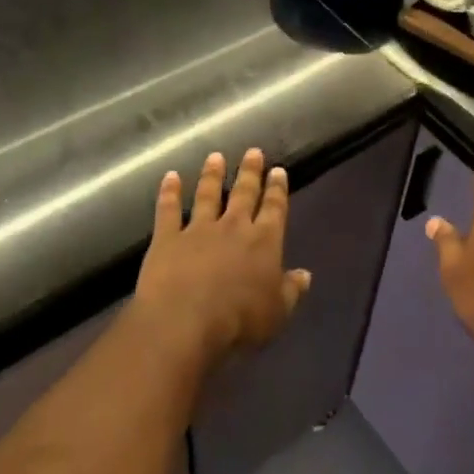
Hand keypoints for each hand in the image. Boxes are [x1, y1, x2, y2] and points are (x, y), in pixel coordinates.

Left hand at [131, 148, 311, 362]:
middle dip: (250, 172)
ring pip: (208, 195)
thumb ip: (291, 290)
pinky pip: (168, 210)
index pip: (275, 209)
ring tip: (215, 157)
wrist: (186, 322)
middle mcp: (234, 227)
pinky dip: (169, 192)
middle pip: (244, 194)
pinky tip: (170, 177)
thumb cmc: (239, 321)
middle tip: (253, 151)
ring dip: (212, 175)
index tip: (278, 171)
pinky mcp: (168, 238)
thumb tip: (305, 275)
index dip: (277, 189)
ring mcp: (198, 229)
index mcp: (264, 242)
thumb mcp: (277, 311)